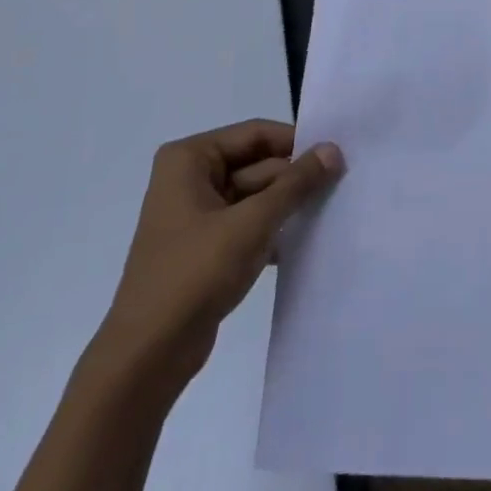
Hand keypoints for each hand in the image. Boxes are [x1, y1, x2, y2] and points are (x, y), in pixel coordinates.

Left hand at [102, 119, 343, 382]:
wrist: (147, 356)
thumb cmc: (194, 274)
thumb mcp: (252, 223)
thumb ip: (296, 184)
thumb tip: (333, 149)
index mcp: (190, 158)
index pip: (255, 134)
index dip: (296, 142)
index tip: (337, 154)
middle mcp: (190, 178)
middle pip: (257, 164)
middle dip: (295, 178)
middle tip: (343, 184)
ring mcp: (197, 214)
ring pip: (255, 196)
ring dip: (288, 205)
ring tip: (332, 209)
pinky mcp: (205, 247)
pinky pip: (248, 224)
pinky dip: (274, 229)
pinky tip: (307, 240)